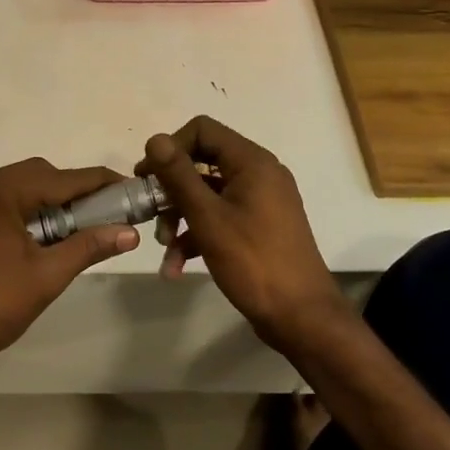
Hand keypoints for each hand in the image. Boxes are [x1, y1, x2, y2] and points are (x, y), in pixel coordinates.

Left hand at [0, 159, 139, 379]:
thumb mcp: (47, 276)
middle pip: (35, 174)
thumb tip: (129, 233)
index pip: (61, 179)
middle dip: (69, 189)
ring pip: (11, 187)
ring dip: (41, 199)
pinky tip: (27, 238)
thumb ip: (88, 246)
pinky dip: (16, 210)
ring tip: (66, 226)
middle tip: (97, 212)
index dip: (96, 182)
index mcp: (1, 193)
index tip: (125, 186)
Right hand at [137, 116, 347, 352]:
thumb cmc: (254, 262)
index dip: (171, 147)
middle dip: (171, 190)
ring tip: (164, 248)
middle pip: (202, 163)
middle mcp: (259, 174)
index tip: (148, 176)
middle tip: (147, 212)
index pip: (202, 130)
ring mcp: (261, 202)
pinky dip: (197, 236)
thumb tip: (155, 139)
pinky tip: (176, 266)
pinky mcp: (258, 228)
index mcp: (252, 162)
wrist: (302, 319)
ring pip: (207, 194)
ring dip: (180, 217)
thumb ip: (179, 175)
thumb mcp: (208, 217)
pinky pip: (220, 218)